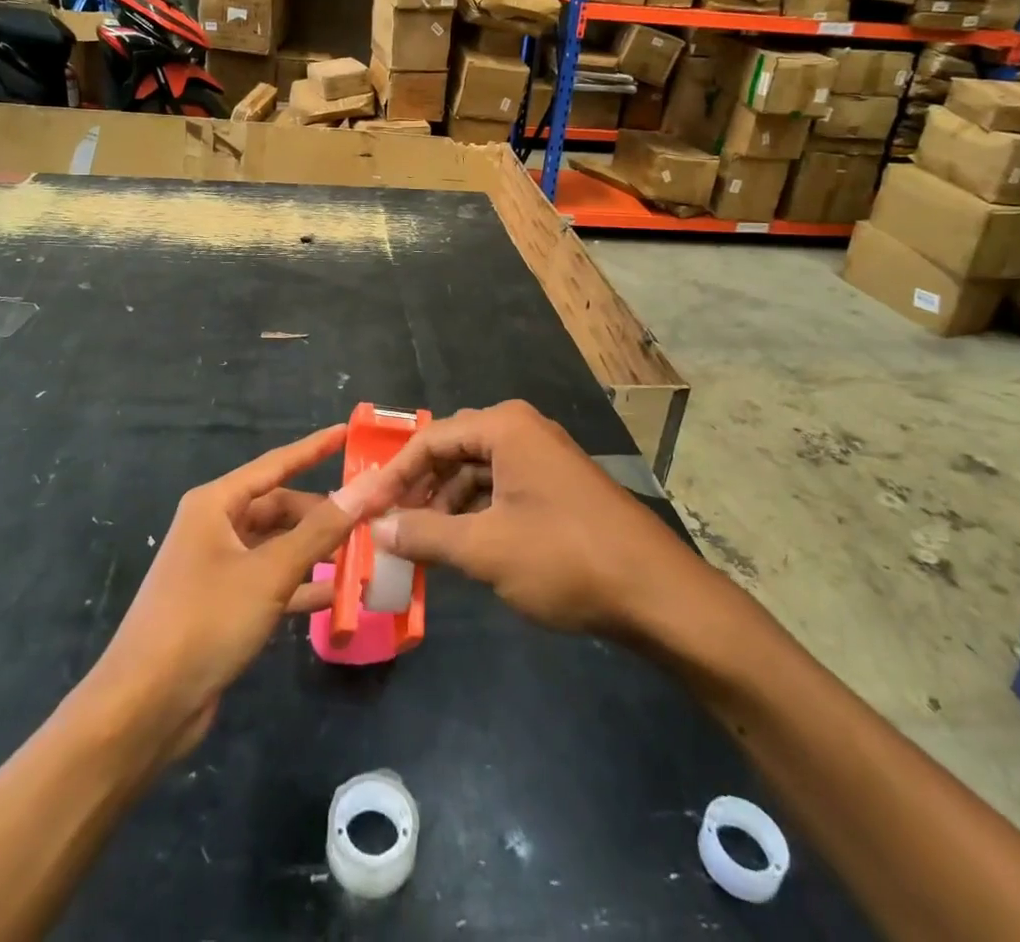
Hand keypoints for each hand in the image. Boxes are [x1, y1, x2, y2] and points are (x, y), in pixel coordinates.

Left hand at [85, 424, 414, 763]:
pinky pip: (270, 583)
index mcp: (215, 504)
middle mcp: (215, 528)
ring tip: (363, 554)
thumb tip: (365, 488)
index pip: (275, 465)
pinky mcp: (222, 606)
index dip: (313, 449)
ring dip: (315, 552)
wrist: (143, 708)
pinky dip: (300, 586)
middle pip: (278, 508)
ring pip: (277, 547)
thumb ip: (320, 531)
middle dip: (321, 513)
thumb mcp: (269, 572)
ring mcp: (217, 568)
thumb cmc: (204, 621)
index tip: (348, 433)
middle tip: (369, 517)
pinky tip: (336, 598)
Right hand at [372, 400, 709, 638]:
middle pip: (452, 451)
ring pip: (475, 473)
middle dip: (418, 488)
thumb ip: (424, 535)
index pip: (429, 439)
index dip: (392, 475)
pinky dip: (474, 514)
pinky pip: (500, 489)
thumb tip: (377, 529)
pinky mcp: (556, 486)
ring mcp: (542, 458)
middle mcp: (521, 430)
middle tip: (388, 524)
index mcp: (504, 427)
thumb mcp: (485, 548)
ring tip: (418, 543)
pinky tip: (459, 546)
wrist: (655, 592)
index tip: (363, 507)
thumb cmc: (563, 557)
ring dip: (444, 505)